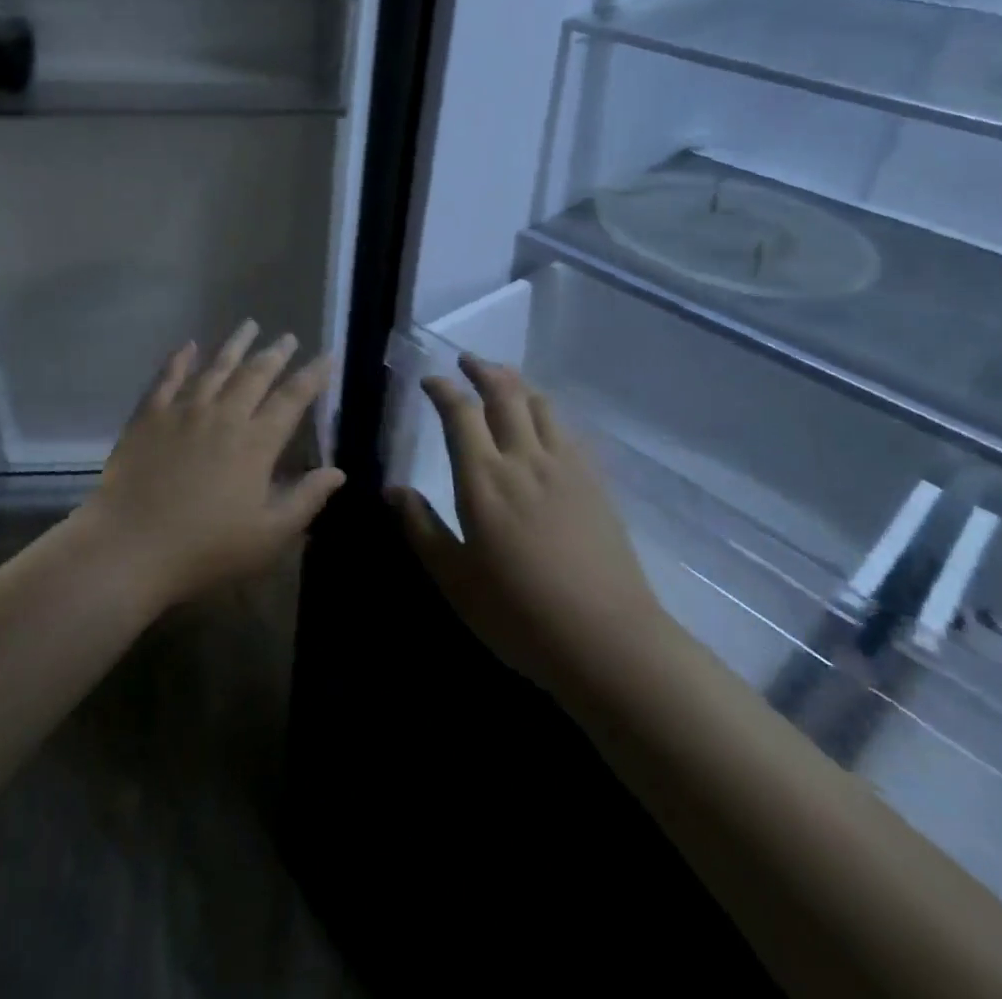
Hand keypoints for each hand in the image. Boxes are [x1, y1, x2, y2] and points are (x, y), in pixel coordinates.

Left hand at [80, 321, 344, 609]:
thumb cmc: (205, 549)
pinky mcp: (149, 416)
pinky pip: (168, 378)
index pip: (292, 399)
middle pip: (255, 375)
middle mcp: (223, 416)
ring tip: (250, 325)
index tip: (327, 356)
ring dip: (235, 345)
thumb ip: (305, 500)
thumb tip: (338, 471)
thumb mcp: (268, 536)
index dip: (313, 376)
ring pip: (215, 368)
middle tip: (289, 337)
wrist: (131, 546)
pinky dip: (180, 359)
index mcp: (255, 443)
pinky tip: (189, 345)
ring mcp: (183, 411)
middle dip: (276, 354)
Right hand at [391, 355, 664, 691]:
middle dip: (482, 370)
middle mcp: (524, 460)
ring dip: (516, 383)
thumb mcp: (455, 578)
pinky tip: (542, 422)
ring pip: (540, 405)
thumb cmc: (519, 614)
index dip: (443, 389)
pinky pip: (567, 429)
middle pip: (505, 394)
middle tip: (466, 360)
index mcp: (484, 480)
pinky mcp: (595, 483)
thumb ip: (422, 527)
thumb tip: (393, 489)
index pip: (460, 414)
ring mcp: (566, 468)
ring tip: (502, 380)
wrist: (609, 641)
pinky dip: (546, 410)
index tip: (429, 380)